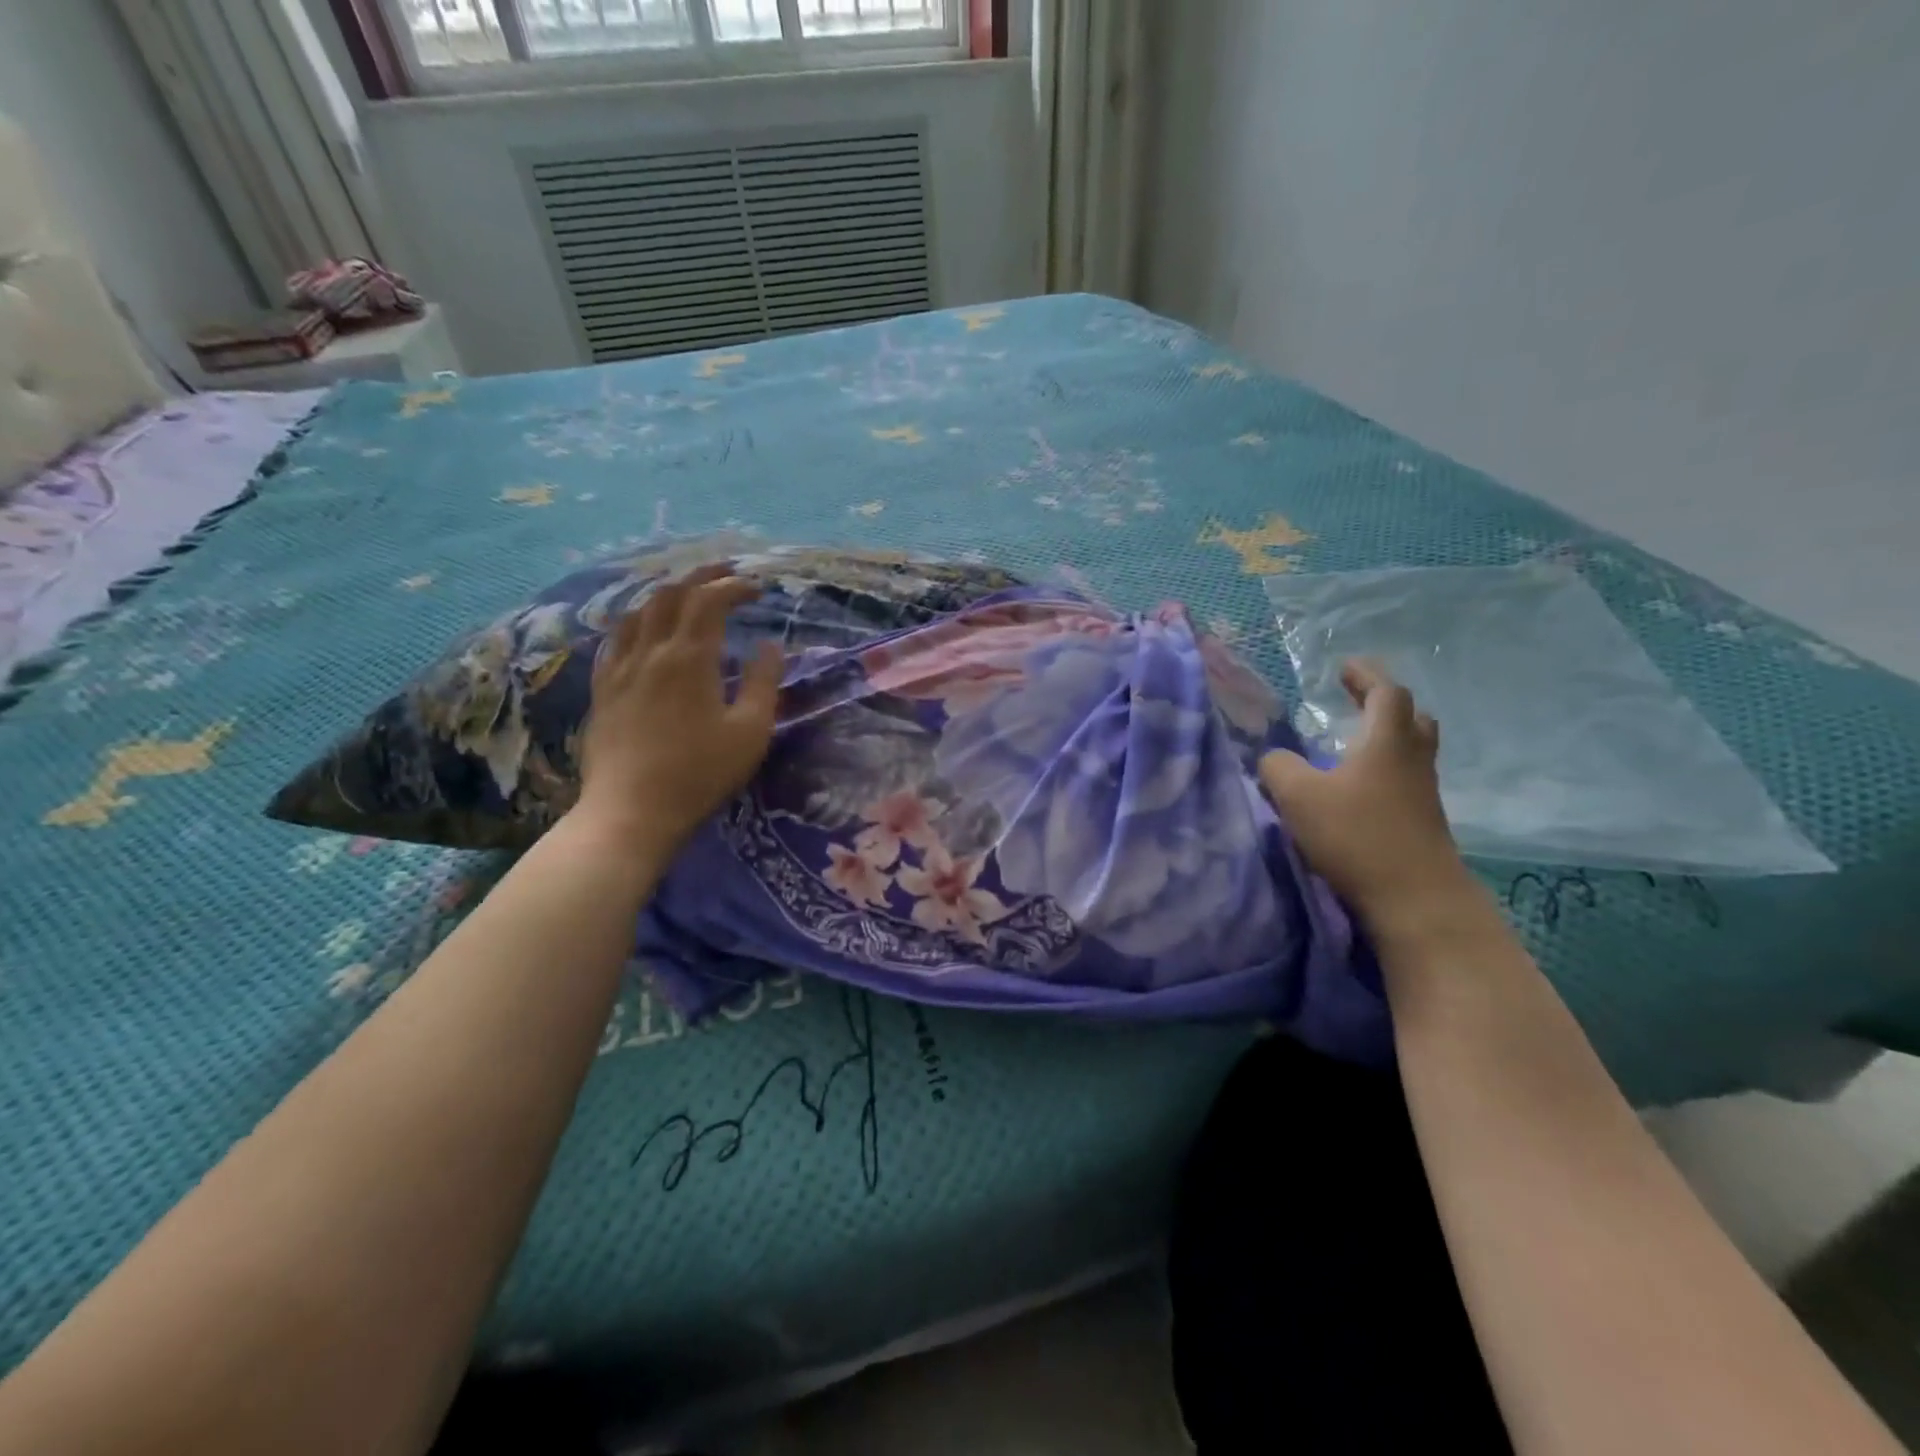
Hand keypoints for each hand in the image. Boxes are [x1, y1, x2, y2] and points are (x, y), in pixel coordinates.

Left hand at [573, 562, 782, 861]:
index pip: (710, 601)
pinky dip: (637, 621)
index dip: (734, 586)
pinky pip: (616, 638)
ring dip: (667, 593)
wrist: (632, 811)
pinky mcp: (602, 689)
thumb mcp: (750, 732)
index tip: (758, 589)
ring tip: (688, 594)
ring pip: (639, 611)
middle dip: (701, 576)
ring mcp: (620, 668)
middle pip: (671, 594)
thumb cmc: (700, 773)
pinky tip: (643, 630)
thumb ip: (763, 683)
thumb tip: (769, 646)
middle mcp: (651, 651)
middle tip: (726, 573)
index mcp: (690, 658)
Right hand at [1259, 659, 1472, 936]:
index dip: (1366, 676)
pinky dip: (1383, 772)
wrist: (1416, 901)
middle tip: (1356, 702)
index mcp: (1386, 741)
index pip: (1386, 692)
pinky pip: (1405, 781)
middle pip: (1411, 719)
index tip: (1345, 667)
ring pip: (1411, 752)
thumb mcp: (1298, 796)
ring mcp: (1423, 794)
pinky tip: (1356, 789)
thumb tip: (1274, 759)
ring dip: (1386, 739)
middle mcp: (1412, 760)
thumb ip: (1278, 767)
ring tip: (1351, 745)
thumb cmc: (1357, 836)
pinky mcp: (1422, 823)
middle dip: (1383, 705)